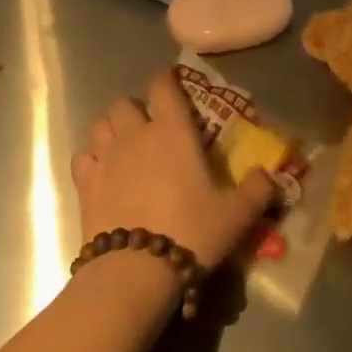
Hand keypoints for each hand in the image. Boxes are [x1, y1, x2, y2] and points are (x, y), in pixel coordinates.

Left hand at [71, 68, 275, 269]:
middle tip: (149, 128)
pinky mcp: (85, 185)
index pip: (163, 87)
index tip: (172, 82)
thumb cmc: (190, 233)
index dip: (167, 79)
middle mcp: (136, 135)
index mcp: (173, 131)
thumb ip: (257, 190)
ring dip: (111, 129)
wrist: (135, 272)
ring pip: (100, 124)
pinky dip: (91, 157)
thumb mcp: (236, 215)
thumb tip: (268, 174)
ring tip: (123, 145)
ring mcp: (106, 158)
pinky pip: (82, 156)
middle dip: (135, 110)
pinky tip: (102, 171)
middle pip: (124, 103)